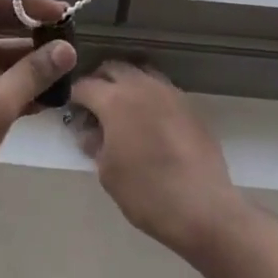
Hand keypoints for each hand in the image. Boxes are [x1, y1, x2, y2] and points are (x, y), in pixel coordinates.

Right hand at [71, 62, 251, 261]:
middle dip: (99, 81)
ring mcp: (170, 93)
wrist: (204, 209)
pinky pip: (162, 89)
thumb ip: (96, 145)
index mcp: (115, 100)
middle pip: (114, 68)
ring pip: (141, 73)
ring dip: (127, 84)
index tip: (73, 111)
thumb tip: (92, 133)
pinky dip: (150, 96)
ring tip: (123, 110)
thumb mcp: (108, 173)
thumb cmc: (146, 193)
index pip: (85, 85)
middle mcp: (142, 87)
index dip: (74, 97)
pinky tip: (150, 121)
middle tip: (95, 105)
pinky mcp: (190, 106)